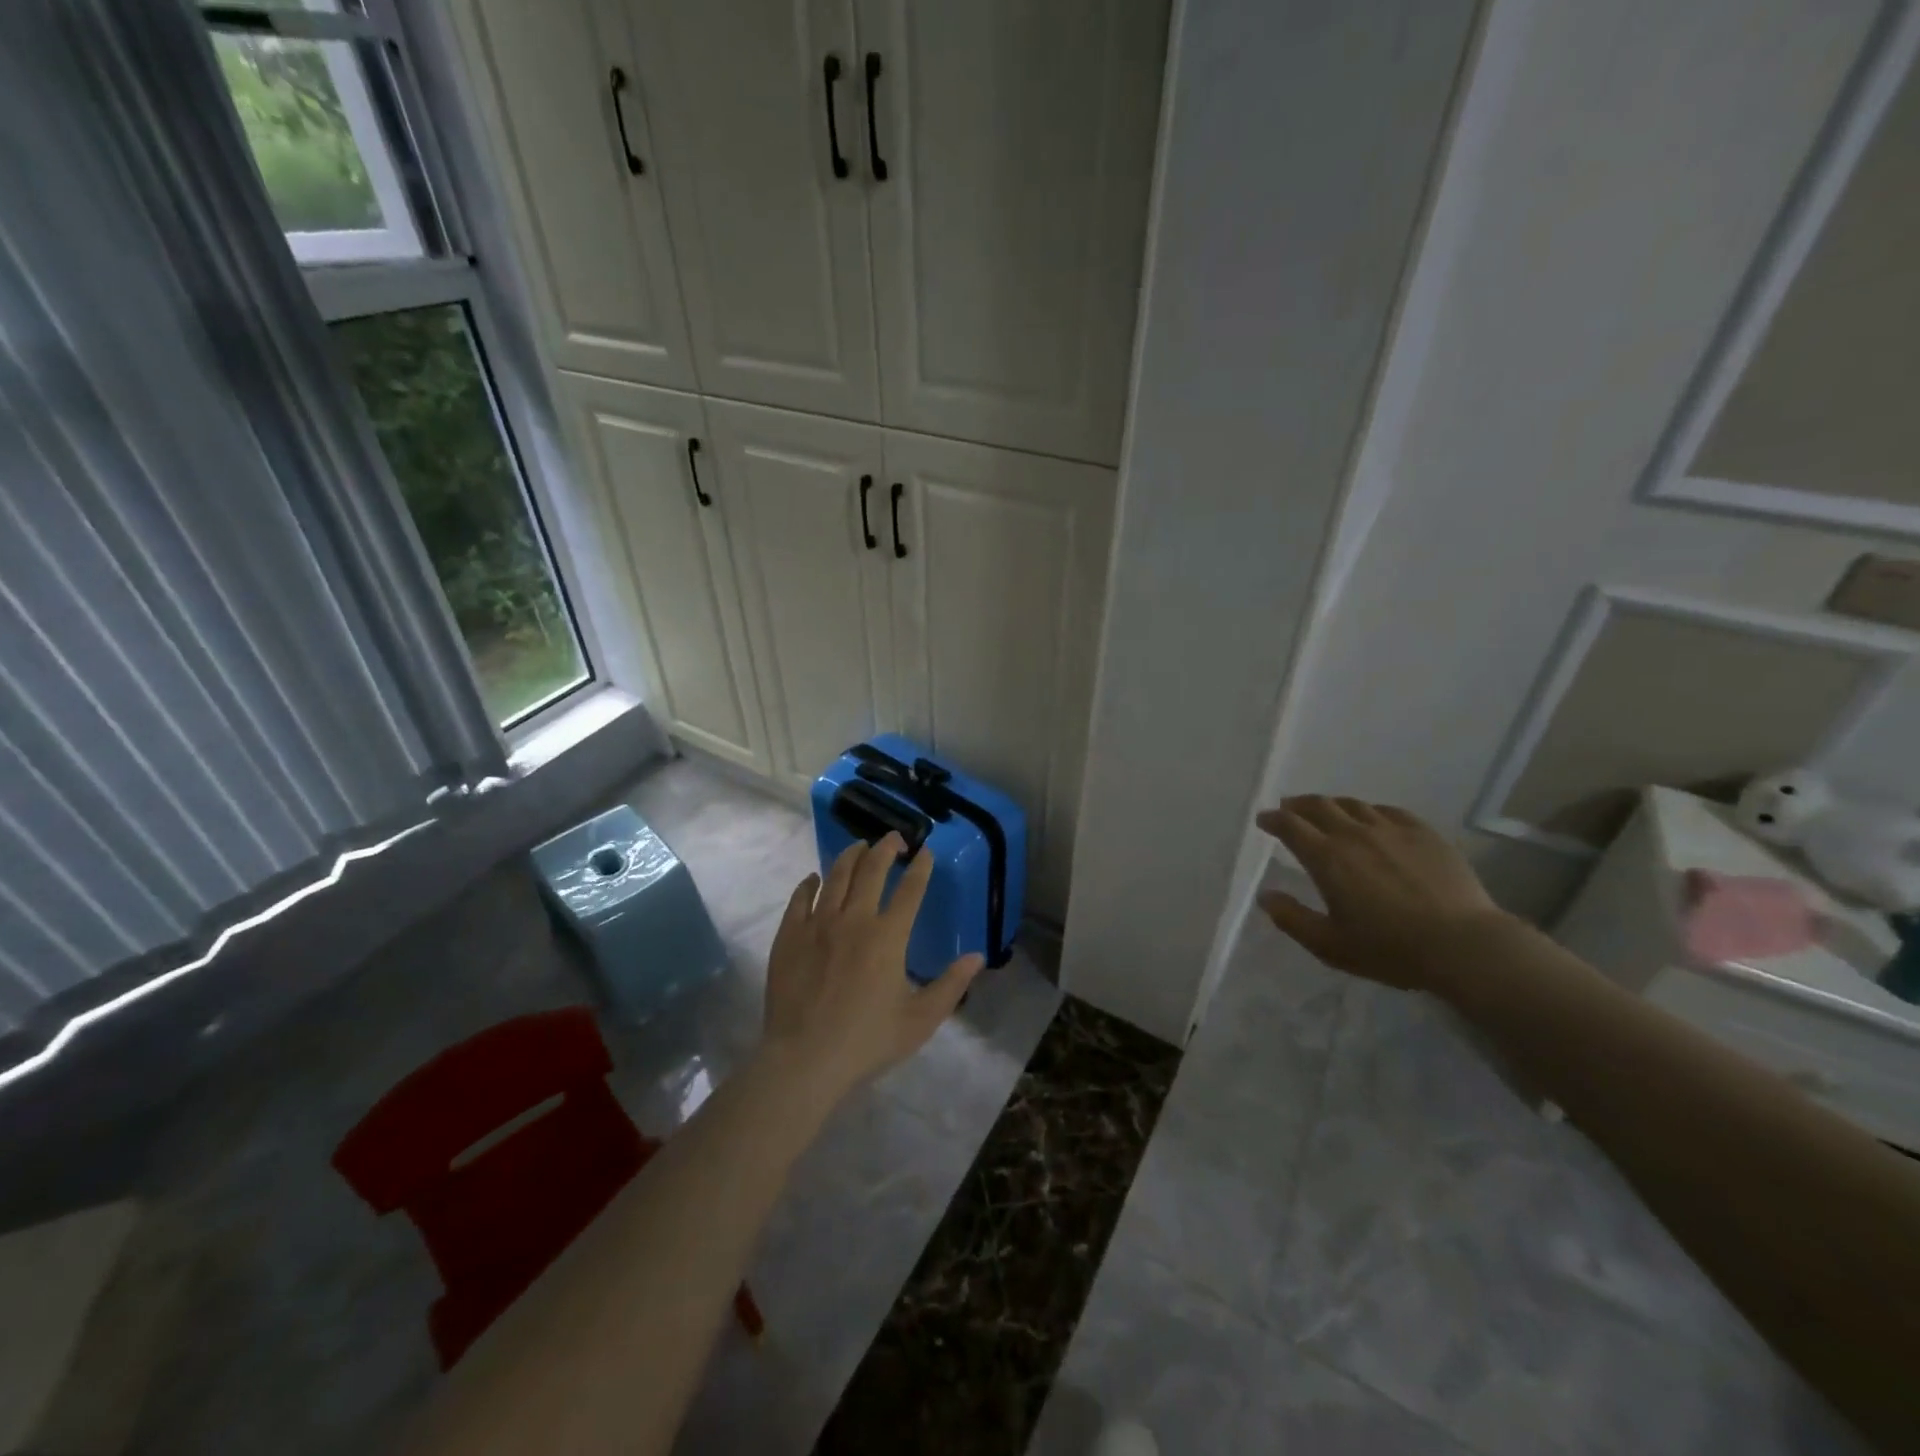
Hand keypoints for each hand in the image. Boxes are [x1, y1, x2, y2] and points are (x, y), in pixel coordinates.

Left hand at [760, 833, 982, 1101]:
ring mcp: (818, 924)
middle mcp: (854, 919)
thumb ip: (951, 986)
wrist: (805, 1059)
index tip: (925, 852)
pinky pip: (800, 898)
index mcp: (889, 937)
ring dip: (850, 856)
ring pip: (836, 876)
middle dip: (886, 848)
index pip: (910, 890)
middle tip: (894, 838)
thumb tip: (977, 956)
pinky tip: (814, 878)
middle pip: (871, 870)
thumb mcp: (920, 1020)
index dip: (920, 868)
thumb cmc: (867, 1041)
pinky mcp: (790, 935)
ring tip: (859, 846)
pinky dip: (810, 883)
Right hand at [1255, 795, 1510, 989]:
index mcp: (1326, 858)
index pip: (1290, 826)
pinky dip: (1369, 811)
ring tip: (1326, 811)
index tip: (1264, 820)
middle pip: (1319, 806)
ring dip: (1332, 805)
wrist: (1463, 945)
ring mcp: (1391, 830)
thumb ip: (1292, 919)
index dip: (1273, 819)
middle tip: (1288, 808)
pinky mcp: (1423, 833)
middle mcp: (1354, 834)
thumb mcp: (1330, 945)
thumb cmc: (1390, 949)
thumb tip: (1265, 896)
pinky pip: (1388, 811)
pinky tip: (1372, 818)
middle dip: (1297, 805)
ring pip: (1353, 804)